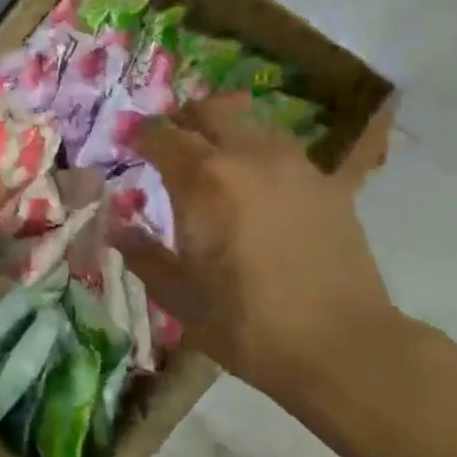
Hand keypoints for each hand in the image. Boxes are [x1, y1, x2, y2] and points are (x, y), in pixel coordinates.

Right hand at [118, 96, 400, 417]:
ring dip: (227, 132)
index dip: (140, 134)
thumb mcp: (178, 296)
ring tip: (216, 160)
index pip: (162, 134)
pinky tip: (260, 185)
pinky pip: (287, 152)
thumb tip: (116, 227)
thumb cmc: (245, 324)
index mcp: (202, 180)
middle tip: (171, 142)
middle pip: (211, 111)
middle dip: (184, 119)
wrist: (340, 345)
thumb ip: (143, 254)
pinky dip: (263, 156)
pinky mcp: (330, 185)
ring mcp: (295, 166)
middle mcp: (249, 157)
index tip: (129, 142)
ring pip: (253, 125)